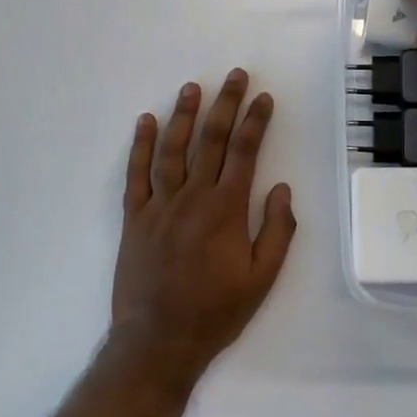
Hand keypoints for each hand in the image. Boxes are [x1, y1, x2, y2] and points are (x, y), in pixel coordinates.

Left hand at [111, 69, 295, 385]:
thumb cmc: (216, 312)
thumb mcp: (262, 279)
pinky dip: (141, 146)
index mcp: (226, 209)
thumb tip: (281, 189)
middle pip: (212, 140)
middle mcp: (193, 196)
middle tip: (235, 76)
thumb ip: (277, 231)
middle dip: (226, 104)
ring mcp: (160, 204)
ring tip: (193, 87)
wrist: (159, 341)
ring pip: (173, 149)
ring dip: (184, 115)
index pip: (245, 152)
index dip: (256, 121)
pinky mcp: (135, 217)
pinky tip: (146, 121)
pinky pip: (137, 174)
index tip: (263, 98)